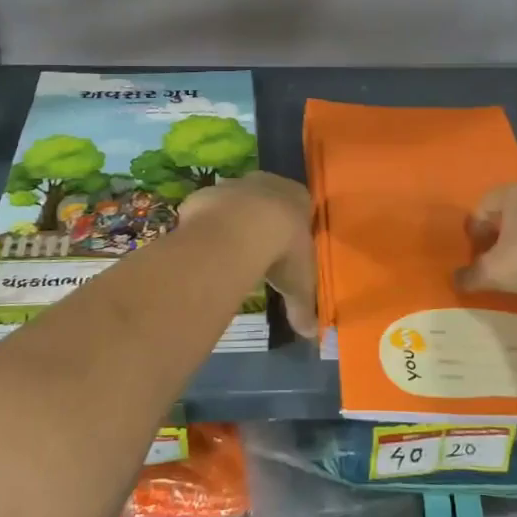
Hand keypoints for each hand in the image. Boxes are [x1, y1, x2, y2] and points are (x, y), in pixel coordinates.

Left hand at [176, 172, 317, 337]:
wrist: (238, 230)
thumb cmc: (282, 250)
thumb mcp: (298, 284)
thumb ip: (303, 307)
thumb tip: (310, 334)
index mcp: (298, 197)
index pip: (301, 203)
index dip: (293, 223)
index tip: (288, 244)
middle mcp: (267, 183)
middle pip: (267, 197)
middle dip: (263, 218)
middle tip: (259, 247)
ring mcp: (234, 185)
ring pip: (235, 200)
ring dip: (233, 219)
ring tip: (229, 250)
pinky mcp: (205, 194)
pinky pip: (207, 210)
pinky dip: (207, 225)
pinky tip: (206, 248)